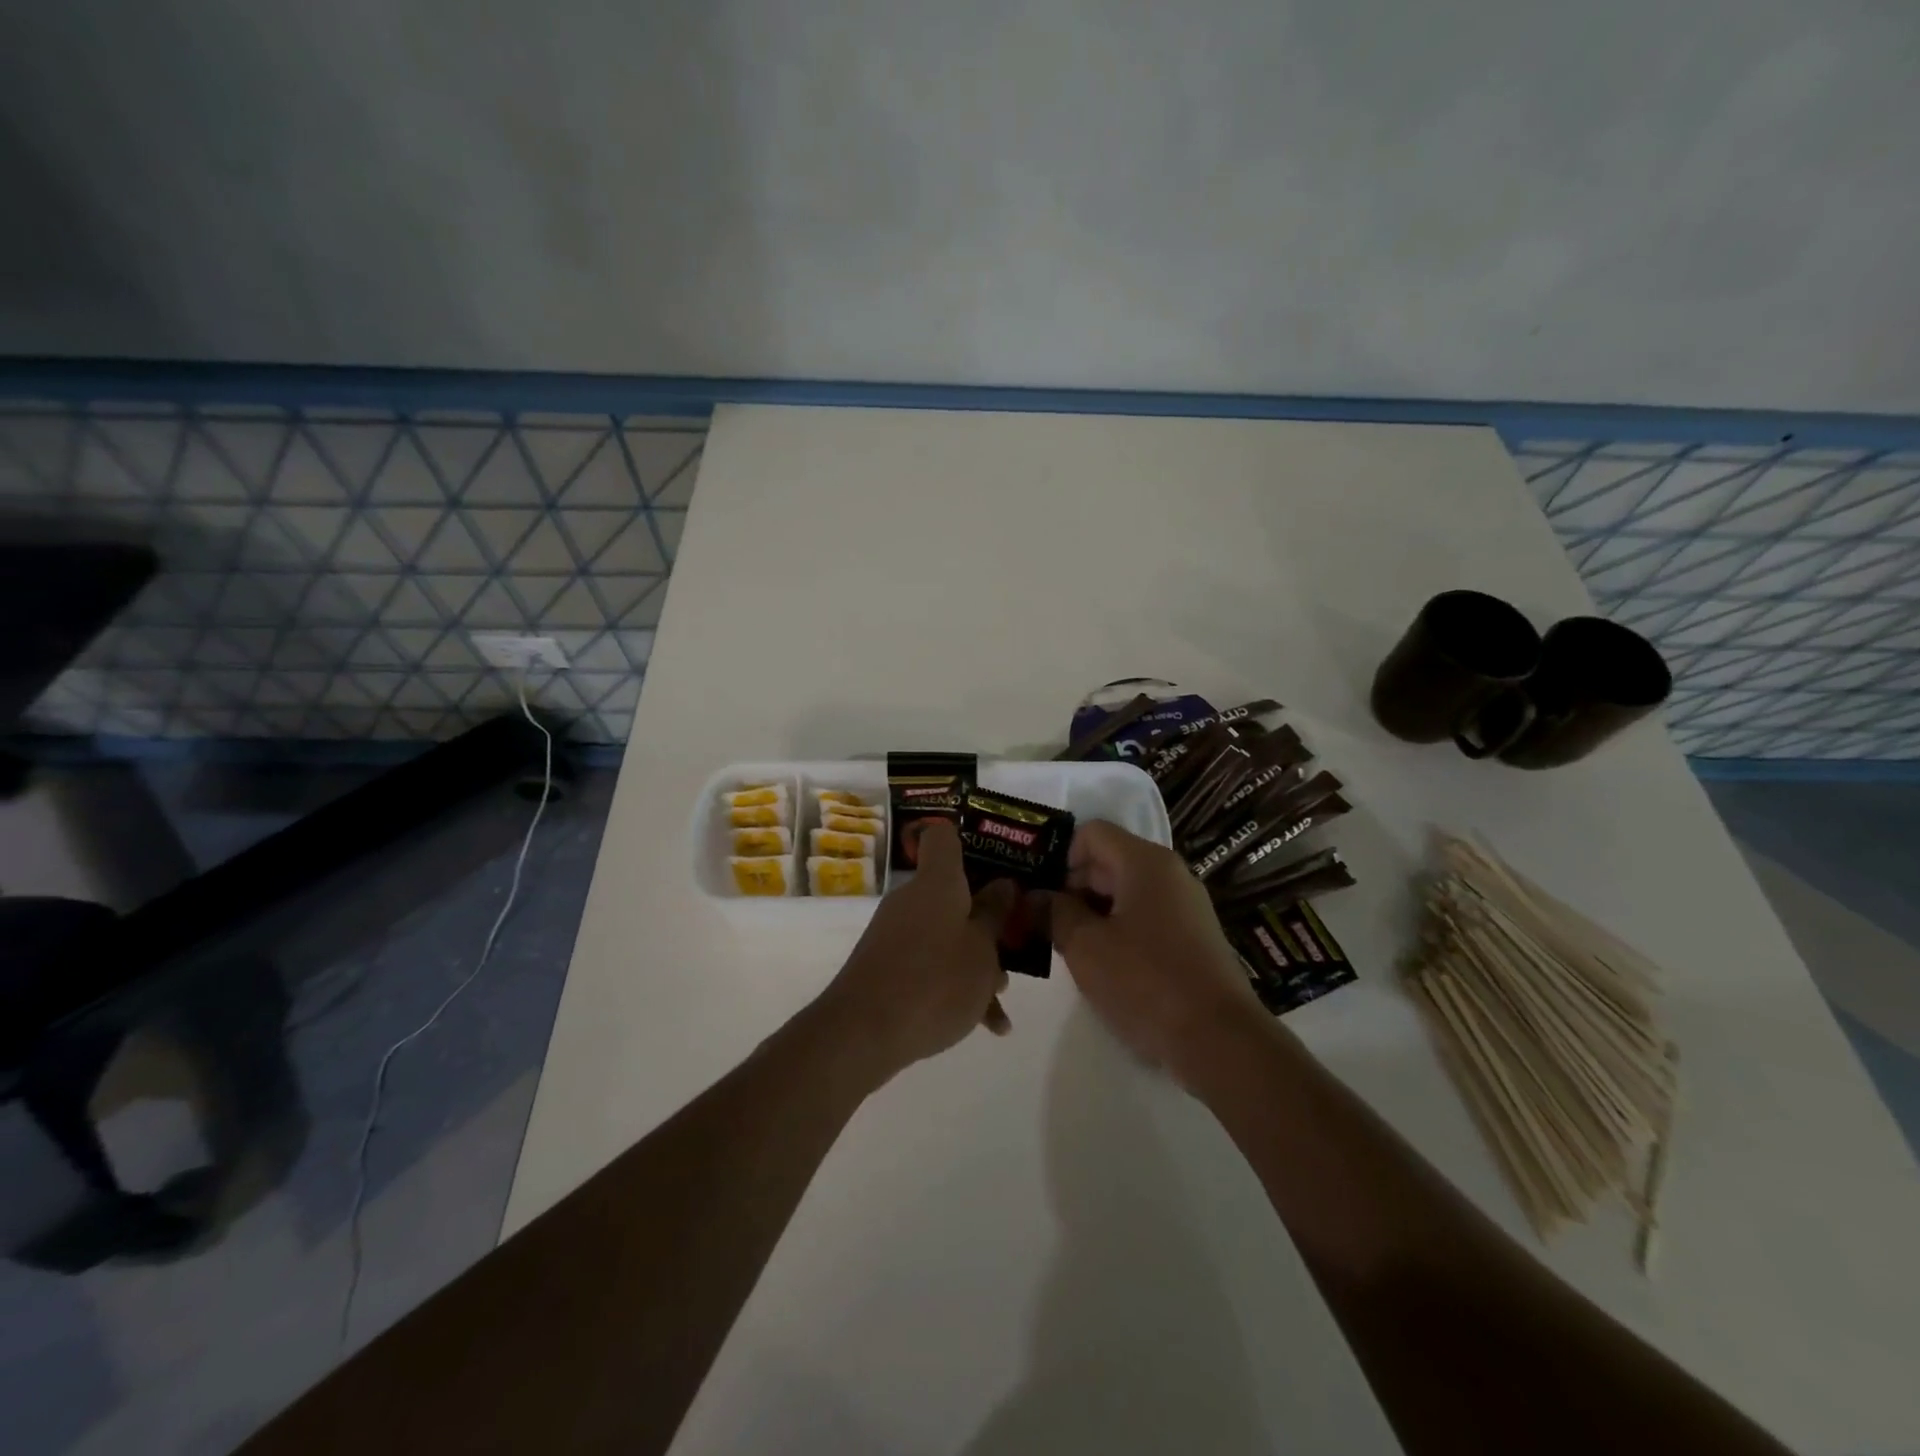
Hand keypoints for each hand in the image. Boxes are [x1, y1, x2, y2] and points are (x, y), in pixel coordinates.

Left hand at [816, 821, 1015, 1081]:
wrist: (863, 1033)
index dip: (968, 841)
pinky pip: (930, 964)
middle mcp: (912, 899)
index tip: (996, 861)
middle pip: (954, 893)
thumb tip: (1002, 884)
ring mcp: (896, 934)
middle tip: (1014, 946)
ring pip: (947, 934)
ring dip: (976, 961)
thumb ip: (995, 916)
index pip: (943, 837)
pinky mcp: (887, 966)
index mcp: (937, 882)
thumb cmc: (935, 981)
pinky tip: (983, 1025)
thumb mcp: (982, 950)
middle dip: (987, 920)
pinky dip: (955, 986)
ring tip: (999, 999)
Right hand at [1047, 820, 1265, 1087]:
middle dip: (1072, 888)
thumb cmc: (1146, 982)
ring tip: (1068, 948)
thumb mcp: (1085, 947)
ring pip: (1125, 892)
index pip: (1091, 832)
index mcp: (1145, 862)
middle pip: (1108, 861)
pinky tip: (1103, 966)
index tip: (1042, 895)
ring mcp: (1185, 905)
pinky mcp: (1193, 937)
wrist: (1220, 1041)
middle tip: (1042, 925)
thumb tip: (1034, 898)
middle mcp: (1169, 873)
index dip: (1060, 857)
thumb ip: (1054, 914)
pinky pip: (1145, 917)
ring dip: (1092, 913)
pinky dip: (1118, 931)